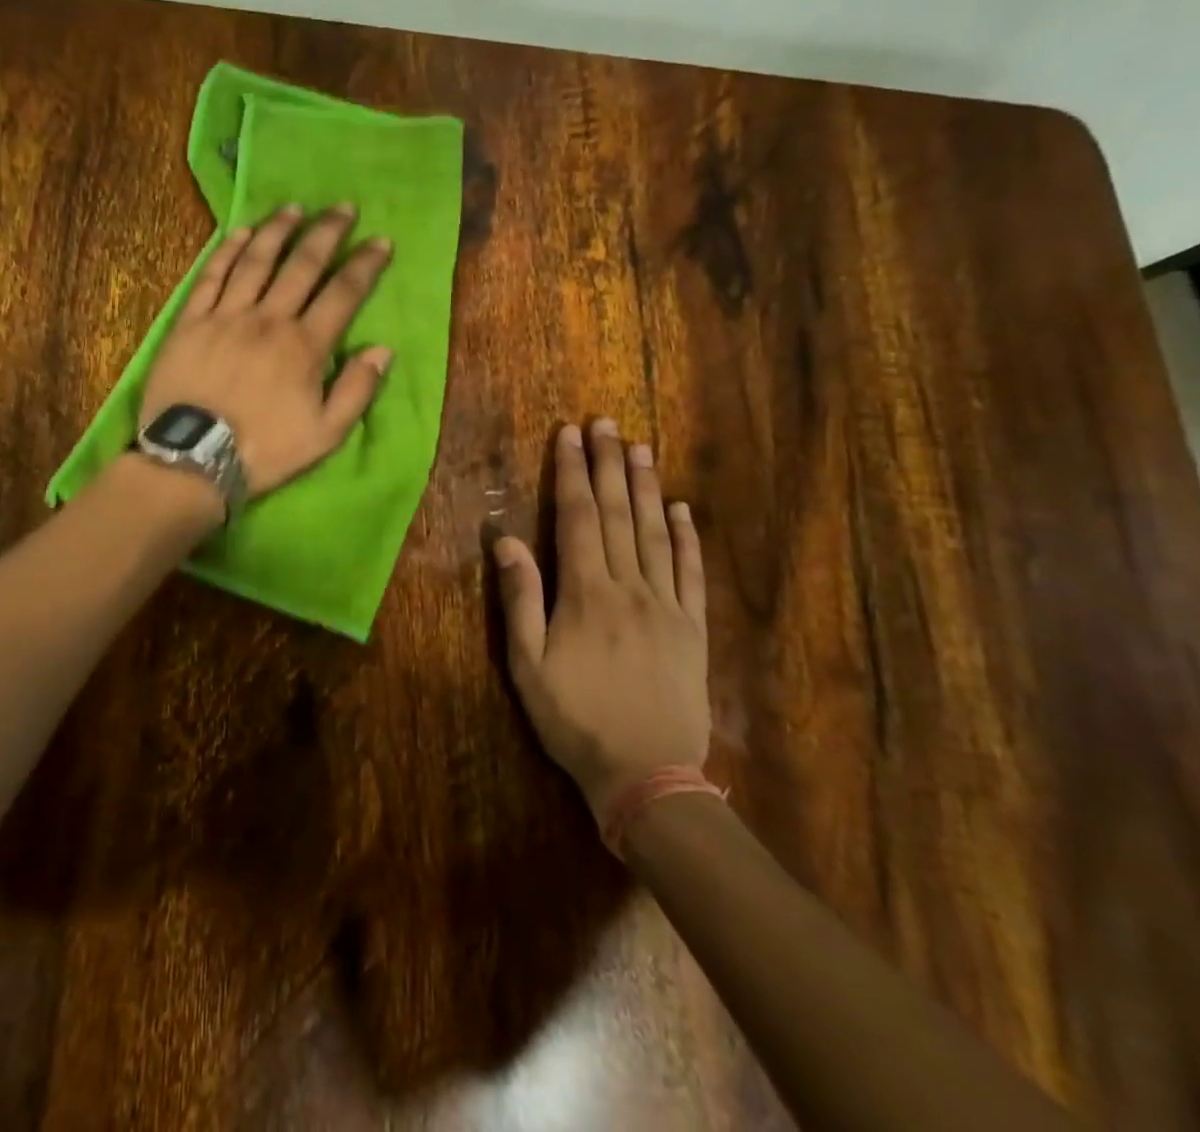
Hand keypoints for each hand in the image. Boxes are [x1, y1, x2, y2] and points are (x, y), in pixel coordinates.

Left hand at [141, 203, 394, 497]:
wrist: (193, 459)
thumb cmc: (264, 450)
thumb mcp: (325, 435)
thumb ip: (357, 390)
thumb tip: (382, 349)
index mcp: (305, 346)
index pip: (342, 293)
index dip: (365, 264)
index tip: (381, 241)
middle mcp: (268, 319)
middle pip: (302, 265)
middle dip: (326, 233)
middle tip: (343, 207)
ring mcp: (226, 316)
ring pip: (256, 261)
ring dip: (278, 231)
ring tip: (294, 208)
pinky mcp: (191, 321)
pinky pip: (212, 276)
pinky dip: (228, 251)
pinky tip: (241, 233)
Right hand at [494, 421, 710, 816]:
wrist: (648, 775)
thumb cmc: (576, 720)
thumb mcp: (528, 666)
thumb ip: (519, 600)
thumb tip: (506, 541)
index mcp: (586, 594)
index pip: (578, 517)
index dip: (572, 473)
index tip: (569, 435)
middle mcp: (629, 587)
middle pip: (618, 514)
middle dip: (608, 464)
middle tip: (606, 423)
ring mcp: (667, 605)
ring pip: (656, 533)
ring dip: (646, 487)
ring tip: (640, 447)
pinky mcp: (694, 628)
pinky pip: (691, 572)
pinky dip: (687, 537)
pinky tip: (681, 508)